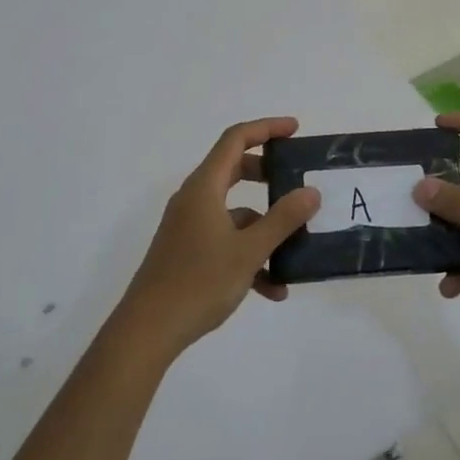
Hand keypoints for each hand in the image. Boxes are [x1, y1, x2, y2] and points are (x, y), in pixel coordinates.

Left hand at [117, 118, 319, 358]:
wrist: (148, 330)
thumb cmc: (199, 282)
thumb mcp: (249, 250)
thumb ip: (283, 219)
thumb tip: (311, 192)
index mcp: (204, 187)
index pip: (235, 139)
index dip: (266, 128)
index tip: (295, 130)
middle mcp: (194, 199)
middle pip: (234, 170)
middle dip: (268, 175)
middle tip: (296, 180)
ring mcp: (189, 227)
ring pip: (234, 212)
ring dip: (264, 227)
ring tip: (295, 251)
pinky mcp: (187, 252)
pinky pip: (225, 241)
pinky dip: (249, 255)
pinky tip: (272, 290)